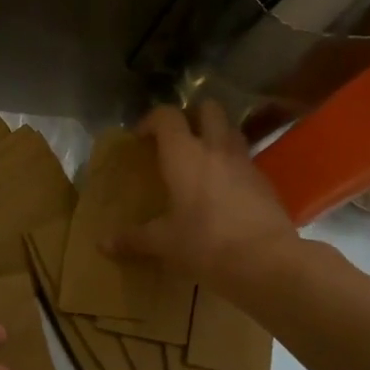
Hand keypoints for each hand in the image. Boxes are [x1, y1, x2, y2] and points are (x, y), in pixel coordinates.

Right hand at [111, 102, 297, 290]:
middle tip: (177, 140)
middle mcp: (216, 149)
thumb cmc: (206, 244)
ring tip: (202, 161)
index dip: (152, 120)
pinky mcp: (265, 182)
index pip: (167, 116)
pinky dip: (233, 165)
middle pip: (208, 109)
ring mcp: (245, 162)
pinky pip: (246, 160)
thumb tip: (103, 244)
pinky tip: (225, 191)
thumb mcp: (164, 243)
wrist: (266, 261)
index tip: (141, 138)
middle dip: (192, 116)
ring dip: (216, 136)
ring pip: (231, 130)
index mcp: (184, 155)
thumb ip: (134, 239)